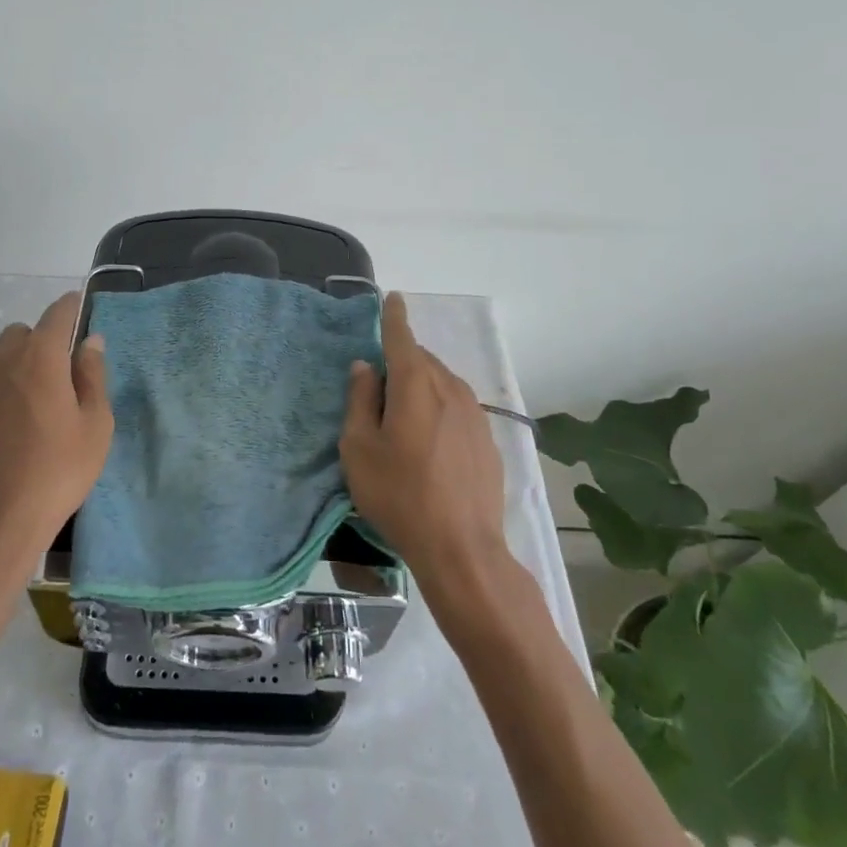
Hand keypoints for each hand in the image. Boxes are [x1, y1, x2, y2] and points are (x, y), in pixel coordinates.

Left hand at [0, 292, 113, 569]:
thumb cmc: (58, 471)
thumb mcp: (95, 425)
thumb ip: (93, 375)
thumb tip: (90, 341)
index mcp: (40, 358)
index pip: (57, 313)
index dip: (71, 308)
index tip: (80, 311)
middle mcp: (1, 363)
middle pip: (21, 333)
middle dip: (40, 342)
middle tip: (59, 377)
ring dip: (15, 369)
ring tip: (31, 410)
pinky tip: (4, 434)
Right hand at [340, 293, 510, 592]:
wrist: (462, 549)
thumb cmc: (400, 495)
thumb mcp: (359, 449)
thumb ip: (360, 400)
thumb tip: (365, 367)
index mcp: (415, 384)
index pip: (402, 337)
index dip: (393, 316)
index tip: (392, 297)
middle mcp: (449, 388)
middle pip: (421, 360)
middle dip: (400, 361)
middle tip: (378, 388)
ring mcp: (474, 413)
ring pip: (441, 382)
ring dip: (421, 386)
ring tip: (403, 418)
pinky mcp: (487, 438)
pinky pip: (457, 406)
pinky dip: (439, 408)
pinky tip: (430, 443)